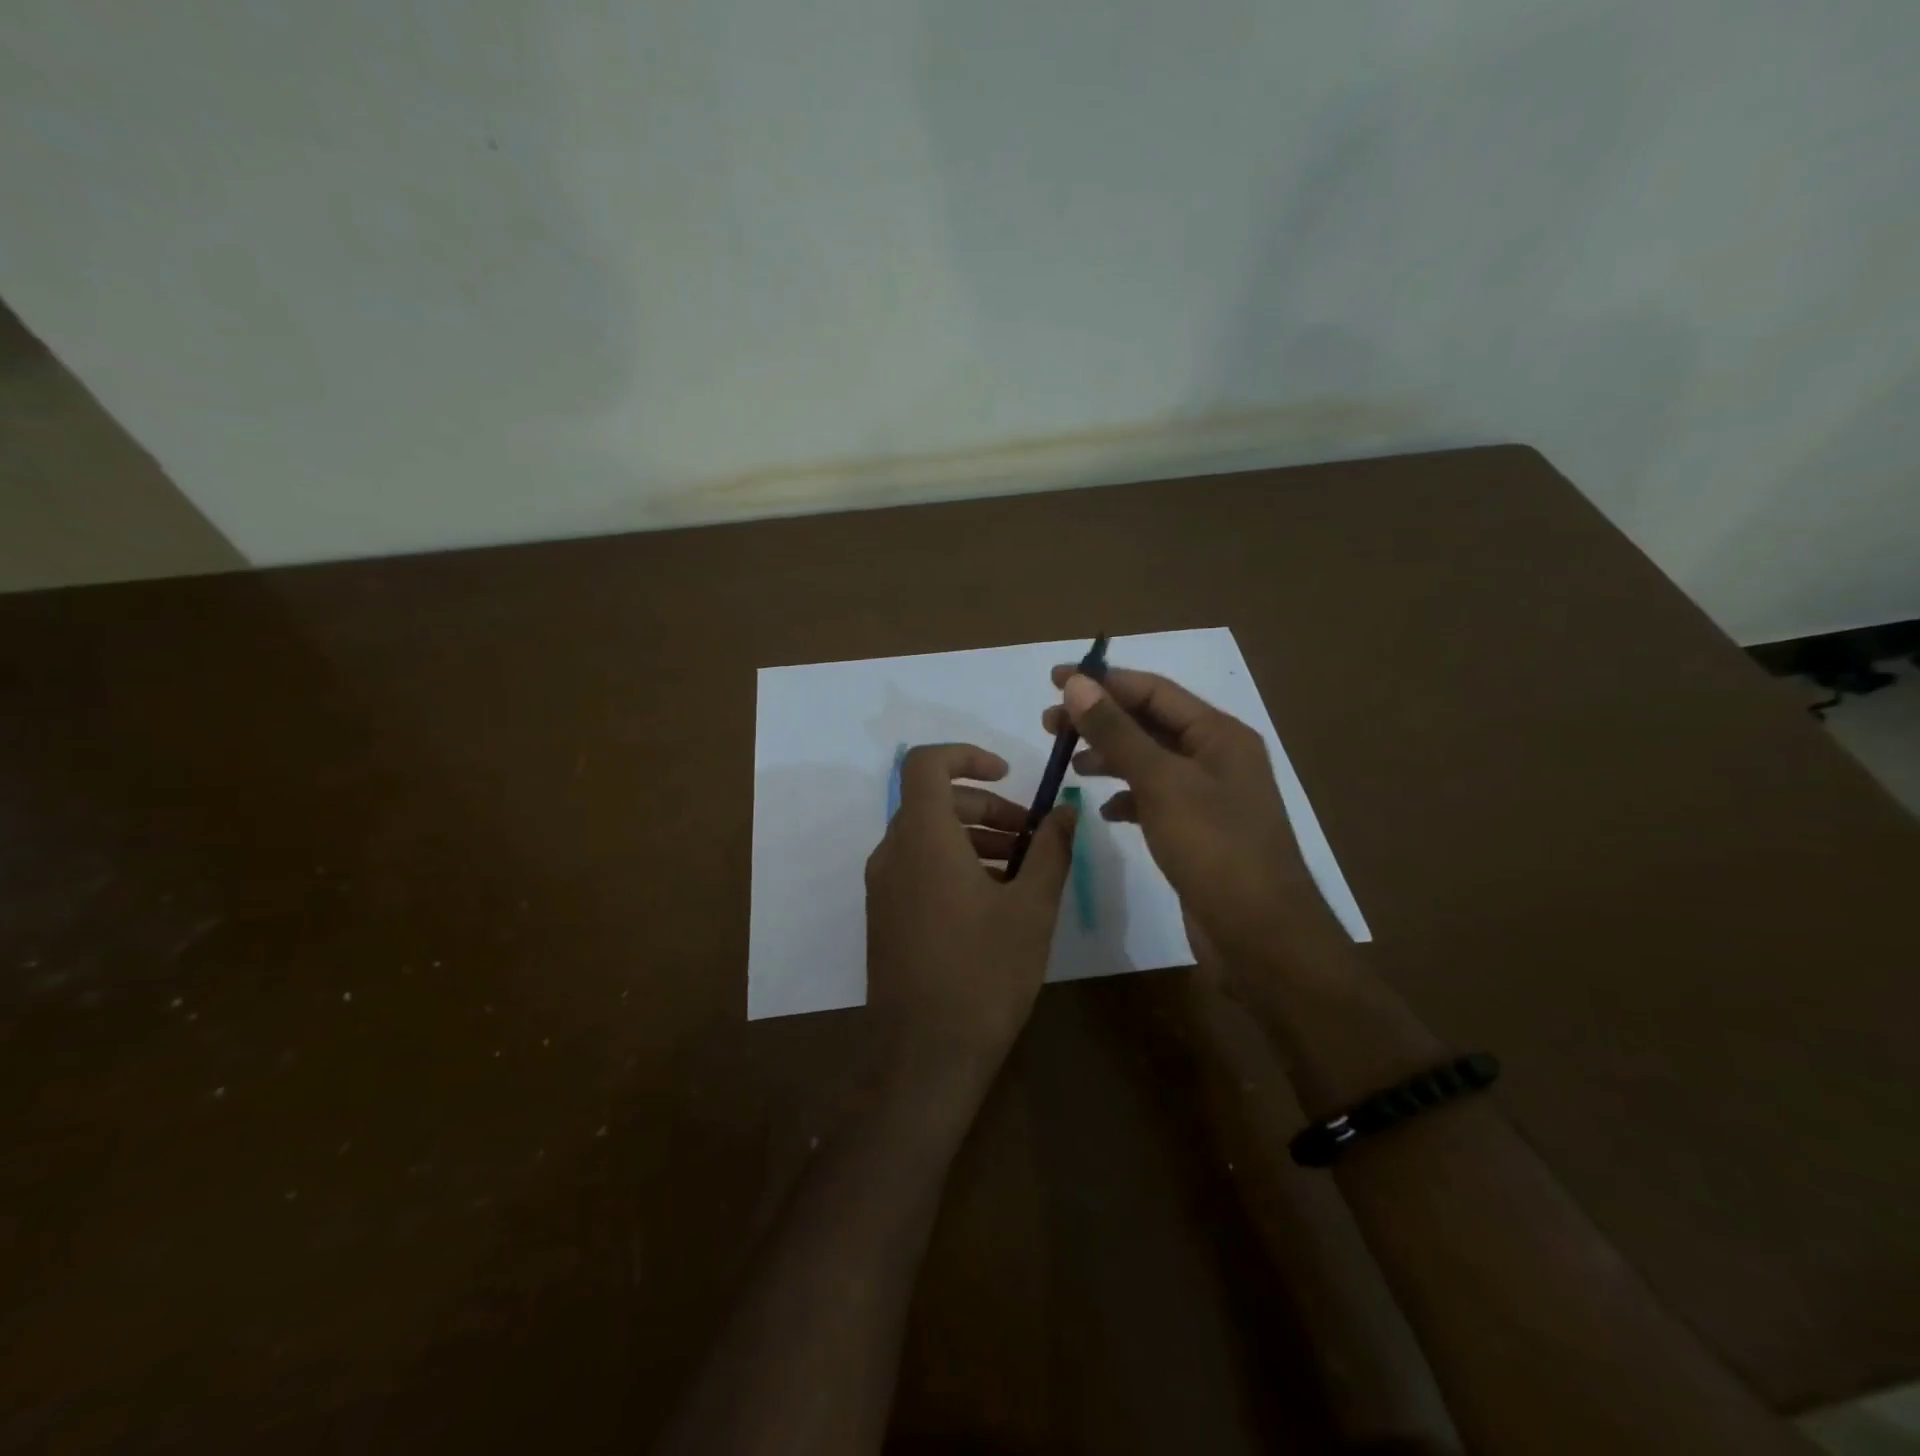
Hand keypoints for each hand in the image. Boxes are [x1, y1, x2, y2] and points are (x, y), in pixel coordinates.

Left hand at [865, 744, 1076, 1069]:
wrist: (925, 1056)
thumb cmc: (983, 974)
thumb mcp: (1031, 908)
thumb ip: (1051, 850)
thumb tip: (1066, 811)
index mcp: (923, 839)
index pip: (926, 764)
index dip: (966, 756)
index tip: (1007, 775)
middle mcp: (893, 853)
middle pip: (934, 802)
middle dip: (986, 807)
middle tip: (1032, 835)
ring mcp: (883, 887)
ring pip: (928, 837)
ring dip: (974, 837)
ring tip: (1022, 870)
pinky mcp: (885, 916)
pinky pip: (918, 868)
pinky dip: (954, 864)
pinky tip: (994, 901)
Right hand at [1043, 667, 1346, 977]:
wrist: (1261, 937)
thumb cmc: (1215, 849)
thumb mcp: (1161, 783)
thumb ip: (1117, 732)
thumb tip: (1076, 683)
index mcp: (1219, 734)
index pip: (1153, 690)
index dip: (1103, 681)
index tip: (1054, 679)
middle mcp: (1217, 757)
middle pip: (1150, 723)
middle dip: (1100, 720)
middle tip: (1049, 724)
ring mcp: (1209, 796)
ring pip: (1149, 761)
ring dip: (1110, 757)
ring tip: (1070, 764)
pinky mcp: (1198, 831)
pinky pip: (1155, 798)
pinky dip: (1128, 797)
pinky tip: (1106, 810)